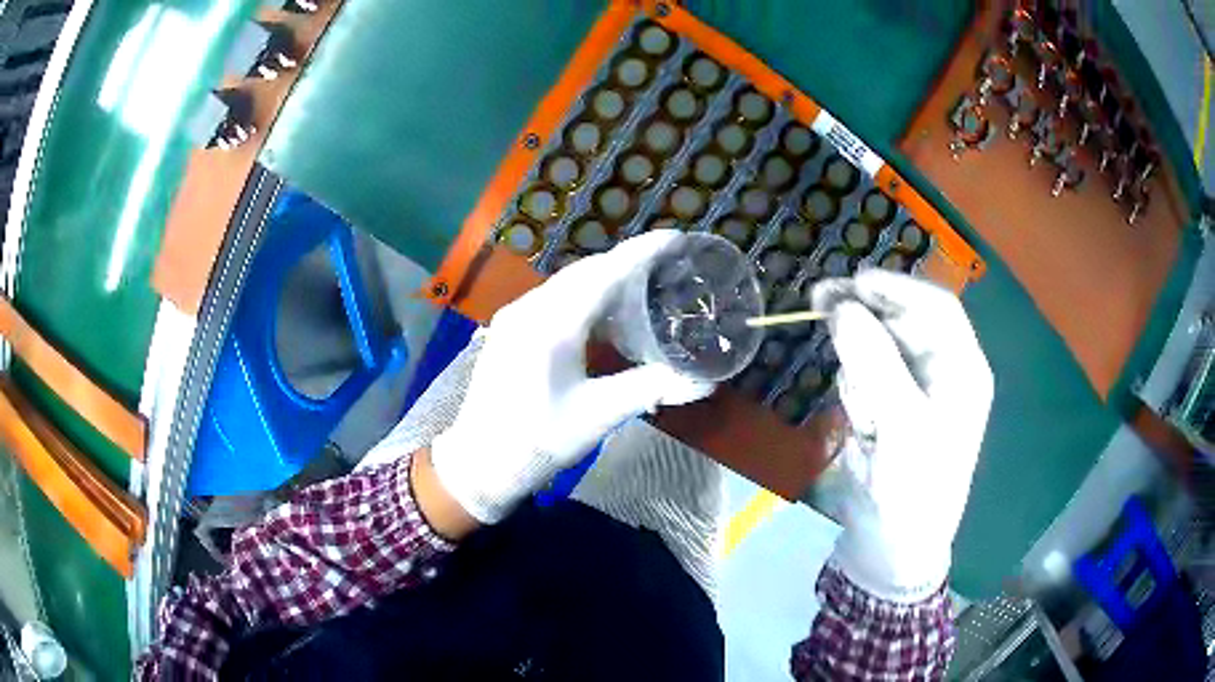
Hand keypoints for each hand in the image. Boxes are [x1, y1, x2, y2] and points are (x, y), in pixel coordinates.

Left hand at [430, 231, 714, 523]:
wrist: (479, 463)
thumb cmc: (537, 441)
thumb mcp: (598, 415)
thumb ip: (650, 389)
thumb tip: (703, 380)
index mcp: (552, 324)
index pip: (605, 273)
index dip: (642, 252)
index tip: (675, 238)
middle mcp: (530, 308)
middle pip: (586, 271)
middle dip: (627, 263)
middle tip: (667, 266)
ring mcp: (515, 316)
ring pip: (568, 283)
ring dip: (605, 279)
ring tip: (642, 287)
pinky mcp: (509, 330)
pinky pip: (553, 298)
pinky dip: (584, 296)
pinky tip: (603, 316)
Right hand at [811, 269, 992, 601]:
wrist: (895, 548)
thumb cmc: (914, 489)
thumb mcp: (901, 424)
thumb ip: (875, 361)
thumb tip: (842, 306)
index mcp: (962, 368)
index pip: (936, 306)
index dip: (896, 287)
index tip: (851, 283)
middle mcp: (943, 372)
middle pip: (902, 322)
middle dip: (865, 322)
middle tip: (819, 305)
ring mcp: (915, 392)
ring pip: (877, 350)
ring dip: (859, 371)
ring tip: (864, 421)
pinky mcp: (891, 410)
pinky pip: (866, 380)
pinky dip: (856, 395)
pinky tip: (862, 430)